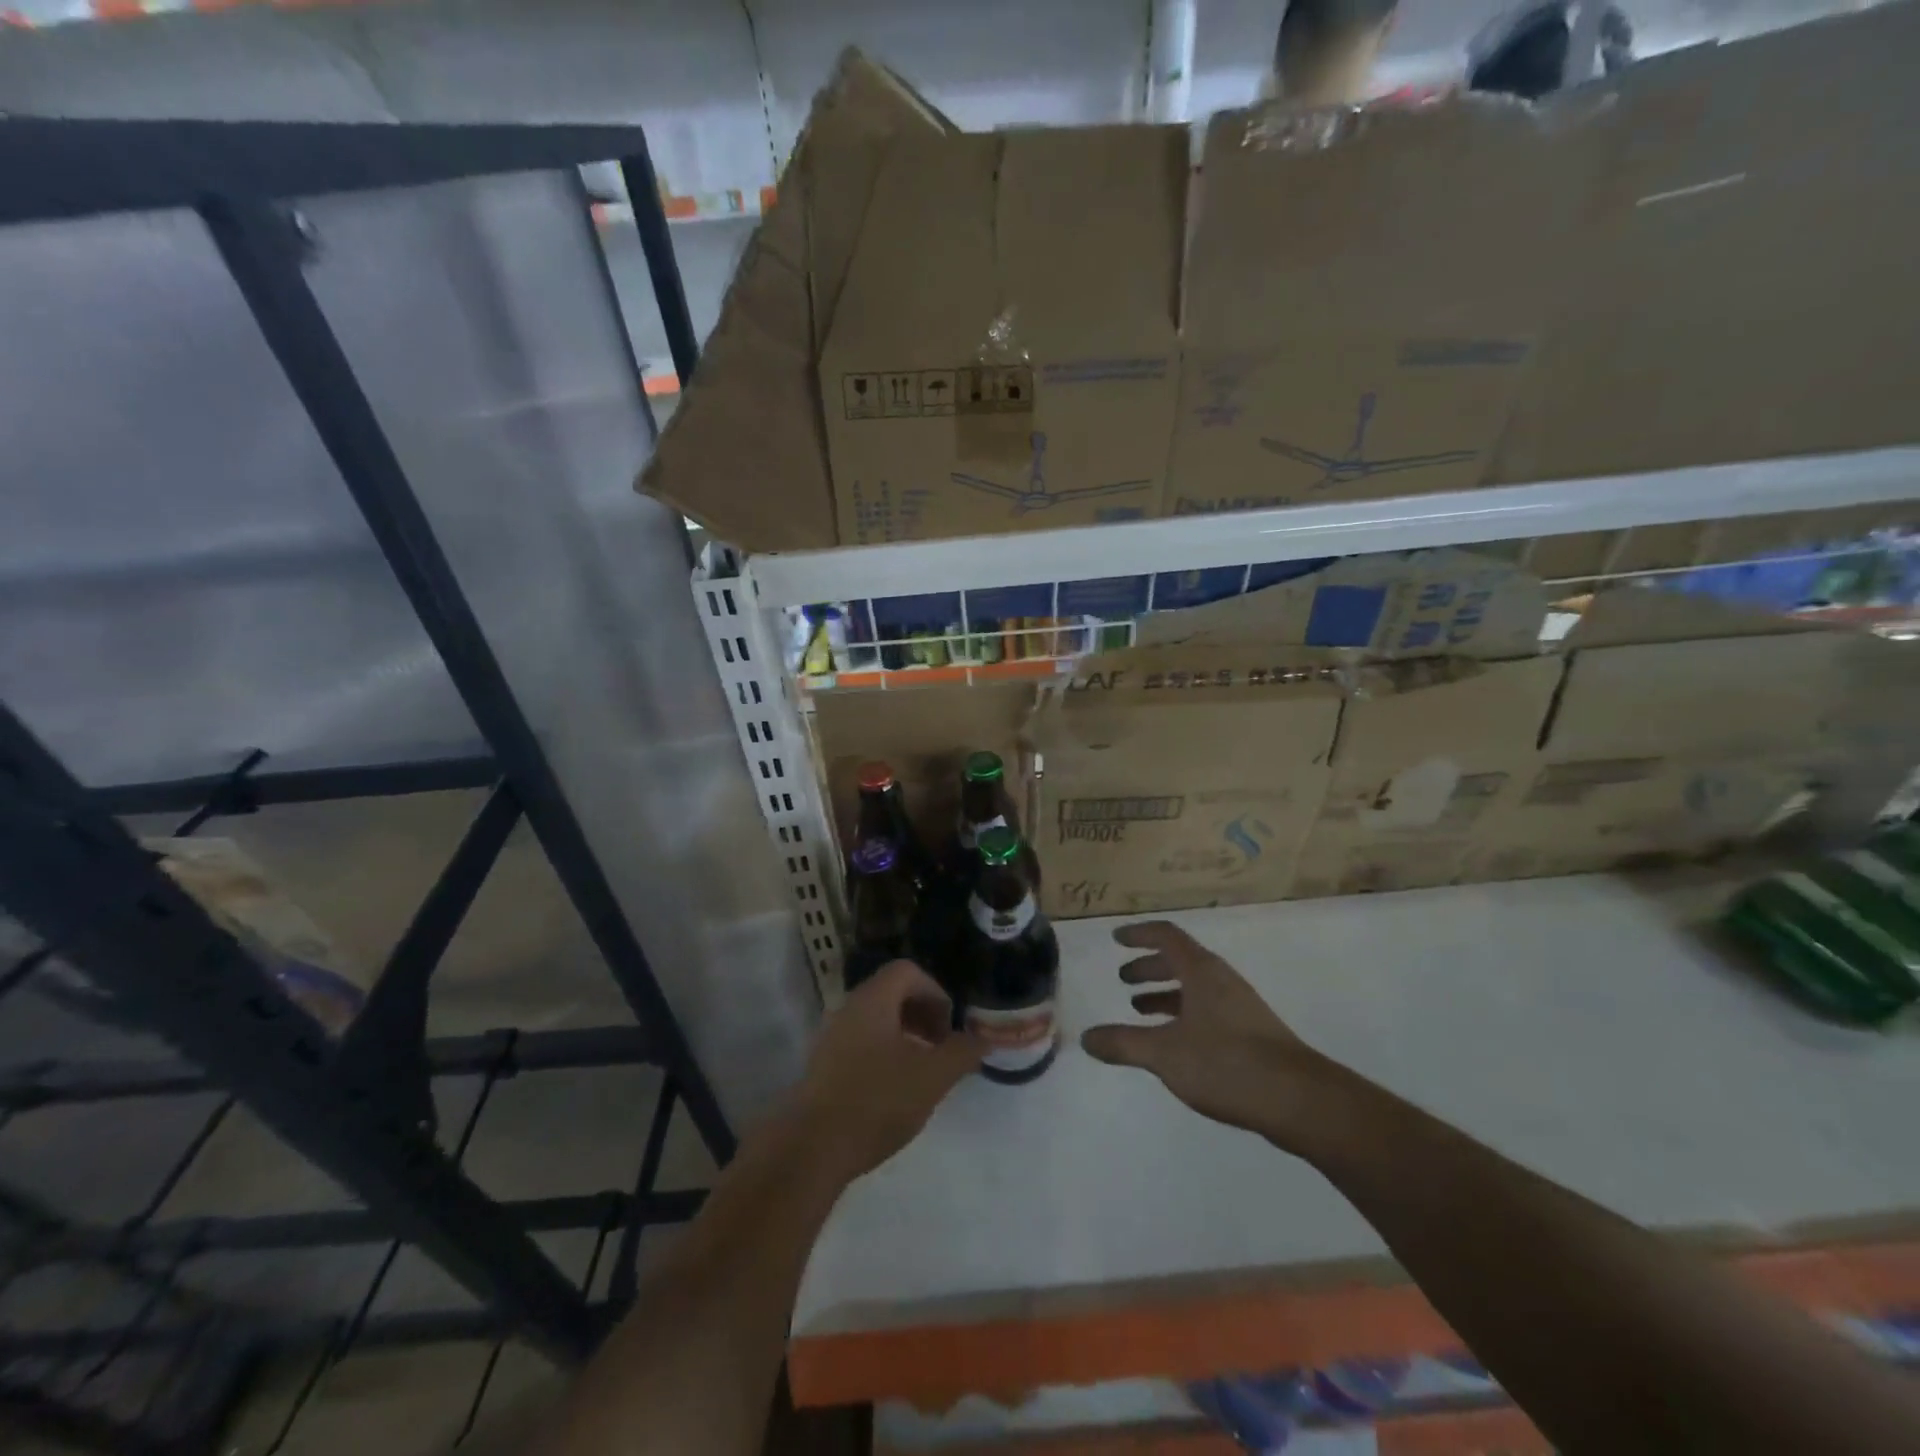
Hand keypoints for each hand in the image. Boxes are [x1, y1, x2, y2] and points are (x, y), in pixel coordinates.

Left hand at [794, 960, 986, 1179]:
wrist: (812, 1149)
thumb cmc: (877, 1101)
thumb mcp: (932, 1077)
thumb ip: (962, 1052)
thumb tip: (983, 1039)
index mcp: (872, 1000)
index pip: (907, 971)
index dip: (935, 992)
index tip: (950, 1028)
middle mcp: (848, 1009)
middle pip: (892, 993)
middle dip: (923, 1015)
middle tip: (941, 1048)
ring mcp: (831, 1037)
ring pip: (877, 1020)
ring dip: (905, 1036)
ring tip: (922, 1072)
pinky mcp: (824, 1066)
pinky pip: (861, 1043)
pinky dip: (885, 1053)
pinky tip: (895, 1091)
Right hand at [1080, 921, 1339, 1148]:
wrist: (1299, 1101)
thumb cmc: (1227, 1064)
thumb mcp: (1165, 1054)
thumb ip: (1123, 1044)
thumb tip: (1086, 1038)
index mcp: (1202, 972)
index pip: (1167, 936)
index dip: (1140, 935)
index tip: (1116, 939)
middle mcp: (1222, 981)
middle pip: (1181, 961)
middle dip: (1149, 967)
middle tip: (1123, 979)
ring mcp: (1240, 1008)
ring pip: (1195, 989)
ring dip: (1166, 994)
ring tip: (1140, 1010)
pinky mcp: (1252, 1035)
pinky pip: (1208, 1011)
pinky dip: (1183, 1016)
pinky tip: (1175, 1044)